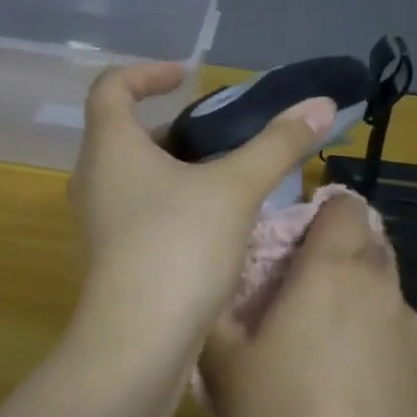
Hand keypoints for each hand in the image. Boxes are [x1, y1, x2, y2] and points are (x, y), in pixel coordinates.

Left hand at [70, 63, 336, 354]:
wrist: (138, 344)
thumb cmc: (179, 247)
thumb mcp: (236, 188)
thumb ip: (278, 144)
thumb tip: (323, 104)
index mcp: (110, 148)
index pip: (111, 87)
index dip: (146, 73)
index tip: (186, 76)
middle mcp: (93, 180)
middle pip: (127, 135)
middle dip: (176, 129)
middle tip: (223, 136)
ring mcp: (98, 224)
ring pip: (137, 179)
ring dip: (178, 170)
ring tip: (229, 180)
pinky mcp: (111, 260)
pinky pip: (141, 214)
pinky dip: (174, 205)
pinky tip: (216, 226)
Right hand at [198, 190, 416, 416]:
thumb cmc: (279, 415)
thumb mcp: (222, 362)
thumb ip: (215, 307)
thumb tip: (214, 281)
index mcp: (332, 268)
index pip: (344, 205)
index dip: (319, 211)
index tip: (290, 239)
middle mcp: (379, 285)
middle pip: (367, 240)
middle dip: (335, 249)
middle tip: (294, 286)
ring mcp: (409, 326)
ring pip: (382, 285)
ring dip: (354, 292)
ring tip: (318, 337)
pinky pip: (393, 326)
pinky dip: (371, 331)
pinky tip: (347, 378)